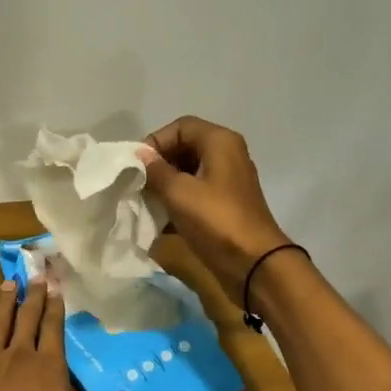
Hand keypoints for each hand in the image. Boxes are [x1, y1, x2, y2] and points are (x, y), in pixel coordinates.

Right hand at [139, 116, 293, 294]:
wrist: (253, 263)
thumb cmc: (215, 220)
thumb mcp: (178, 192)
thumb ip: (155, 170)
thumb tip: (140, 155)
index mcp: (220, 142)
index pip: (180, 127)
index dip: (155, 142)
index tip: (136, 165)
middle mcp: (227, 155)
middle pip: (185, 147)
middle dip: (159, 164)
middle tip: (138, 184)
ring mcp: (228, 181)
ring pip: (189, 172)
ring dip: (165, 184)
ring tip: (146, 202)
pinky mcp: (225, 204)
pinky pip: (196, 192)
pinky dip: (178, 201)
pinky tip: (160, 219)